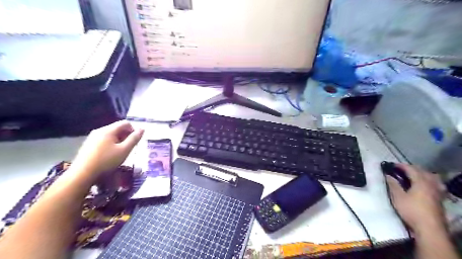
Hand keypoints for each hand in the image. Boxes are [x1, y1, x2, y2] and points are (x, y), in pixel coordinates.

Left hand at [69, 120, 142, 179]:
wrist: (82, 174)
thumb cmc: (106, 161)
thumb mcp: (124, 150)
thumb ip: (134, 139)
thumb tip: (142, 129)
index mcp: (108, 130)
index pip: (125, 123)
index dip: (133, 130)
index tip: (135, 141)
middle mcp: (99, 130)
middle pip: (117, 128)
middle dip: (126, 136)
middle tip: (130, 147)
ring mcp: (92, 137)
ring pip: (111, 134)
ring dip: (119, 140)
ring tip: (121, 152)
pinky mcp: (88, 144)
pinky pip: (103, 140)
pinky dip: (111, 144)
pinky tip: (110, 155)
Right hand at [387, 164, 447, 234]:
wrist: (429, 228)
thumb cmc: (411, 210)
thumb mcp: (398, 197)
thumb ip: (393, 185)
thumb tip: (388, 175)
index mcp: (421, 182)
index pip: (411, 169)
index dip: (401, 165)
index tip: (391, 165)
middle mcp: (431, 185)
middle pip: (423, 172)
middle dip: (411, 168)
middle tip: (400, 170)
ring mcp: (437, 192)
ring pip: (431, 178)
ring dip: (421, 174)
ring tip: (413, 176)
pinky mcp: (439, 199)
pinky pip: (435, 185)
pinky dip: (428, 181)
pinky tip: (423, 186)